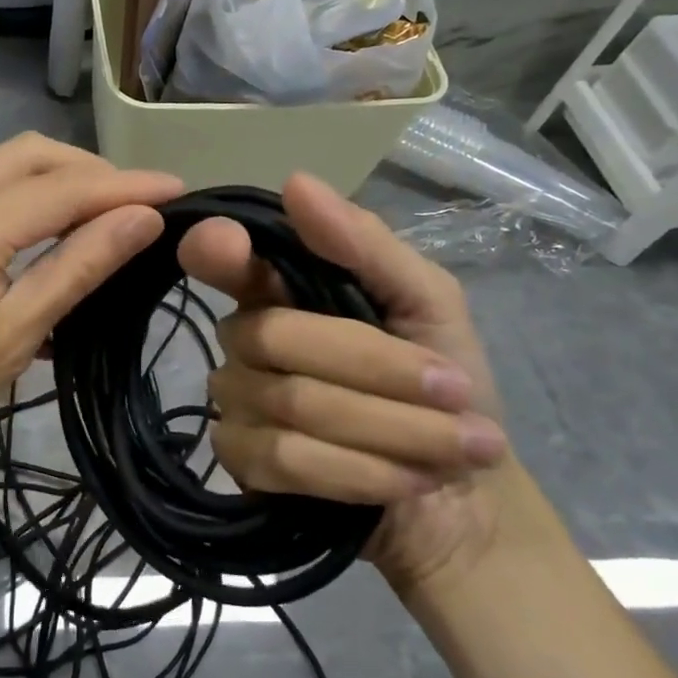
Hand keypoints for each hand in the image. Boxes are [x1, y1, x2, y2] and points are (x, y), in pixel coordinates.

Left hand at [0, 135, 183, 515]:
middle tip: (140, 209)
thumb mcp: (8, 341)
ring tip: (103, 218)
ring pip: (0, 165)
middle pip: (30, 156)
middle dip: (92, 172)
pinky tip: (44, 231)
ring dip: (57, 180)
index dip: (126, 185)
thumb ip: (75, 270)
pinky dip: (20, 196)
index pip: (63, 187)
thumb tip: (143, 218)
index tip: (181, 190)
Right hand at [176, 172, 513, 597]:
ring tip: (456, 448)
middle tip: (455, 393)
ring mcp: (236, 402)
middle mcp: (244, 338)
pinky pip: (284, 459)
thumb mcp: (430, 302)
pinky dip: (360, 472)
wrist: (464, 494)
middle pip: (274, 336)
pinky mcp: (241, 462)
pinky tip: (406, 480)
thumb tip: (296, 183)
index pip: (218, 258)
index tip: (227, 245)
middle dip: (379, 369)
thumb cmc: (448, 384)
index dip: (213, 248)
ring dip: (389, 427)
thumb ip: (365, 245)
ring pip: (289, 403)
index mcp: (279, 289)